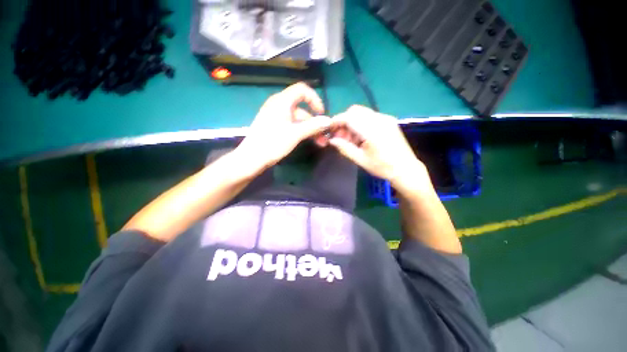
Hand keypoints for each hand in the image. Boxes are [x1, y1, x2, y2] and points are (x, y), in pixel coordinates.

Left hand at [236, 83, 331, 169]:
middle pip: (302, 109)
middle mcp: (279, 105)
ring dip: (310, 129)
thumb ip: (313, 126)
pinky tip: (308, 141)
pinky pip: (292, 125)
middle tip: (324, 136)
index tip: (321, 113)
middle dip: (315, 122)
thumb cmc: (273, 143)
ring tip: (320, 143)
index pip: (302, 90)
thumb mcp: (295, 134)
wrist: (252, 158)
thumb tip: (329, 121)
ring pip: (298, 119)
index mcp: (282, 101)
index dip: (314, 99)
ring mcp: (276, 116)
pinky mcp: (274, 126)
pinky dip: (301, 131)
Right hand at [327, 105, 430, 193]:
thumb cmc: (382, 167)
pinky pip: (370, 116)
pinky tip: (361, 137)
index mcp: (372, 130)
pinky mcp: (389, 121)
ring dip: (352, 122)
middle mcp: (379, 119)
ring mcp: (386, 118)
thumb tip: (332, 140)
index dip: (336, 121)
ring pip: (362, 112)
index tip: (329, 129)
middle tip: (340, 136)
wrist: (405, 169)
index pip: (349, 118)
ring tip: (350, 139)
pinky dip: (361, 123)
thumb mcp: (360, 160)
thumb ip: (344, 148)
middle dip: (344, 121)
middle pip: (355, 111)